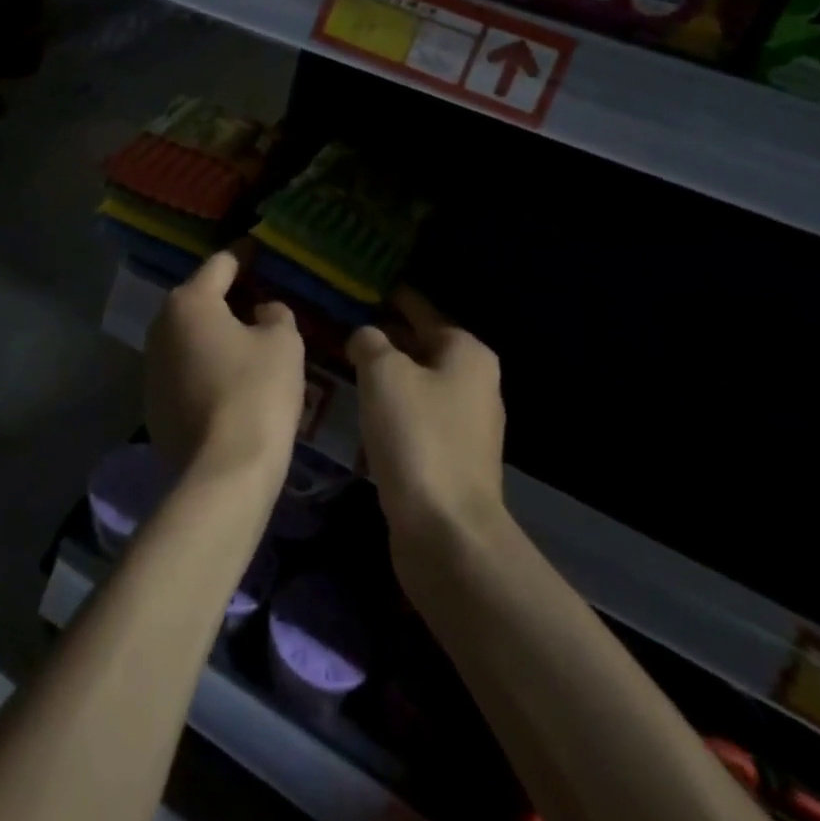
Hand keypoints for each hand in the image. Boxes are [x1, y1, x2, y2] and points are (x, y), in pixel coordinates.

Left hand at [145, 248, 306, 484]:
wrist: (223, 472)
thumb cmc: (256, 393)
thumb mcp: (282, 343)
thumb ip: (275, 314)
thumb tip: (263, 311)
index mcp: (189, 302)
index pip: (220, 264)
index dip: (244, 255)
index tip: (258, 249)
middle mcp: (161, 326)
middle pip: (199, 299)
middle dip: (228, 296)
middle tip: (259, 297)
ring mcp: (151, 366)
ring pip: (189, 335)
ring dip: (215, 332)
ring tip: (247, 338)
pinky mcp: (153, 401)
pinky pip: (184, 367)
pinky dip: (205, 364)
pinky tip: (229, 379)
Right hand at [348, 287, 506, 553]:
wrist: (447, 531)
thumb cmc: (417, 436)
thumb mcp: (383, 373)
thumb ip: (370, 342)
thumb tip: (366, 337)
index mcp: (467, 352)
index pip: (422, 310)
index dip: (392, 298)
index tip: (362, 289)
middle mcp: (476, 383)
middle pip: (423, 346)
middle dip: (386, 338)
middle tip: (343, 329)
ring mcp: (468, 425)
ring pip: (418, 384)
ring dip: (387, 376)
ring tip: (346, 367)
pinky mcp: (454, 460)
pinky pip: (417, 417)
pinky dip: (393, 409)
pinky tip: (364, 412)